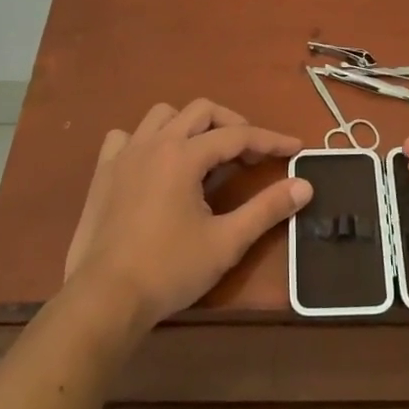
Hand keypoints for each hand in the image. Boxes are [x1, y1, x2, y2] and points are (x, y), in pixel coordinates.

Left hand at [63, 99, 310, 331]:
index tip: (295, 147)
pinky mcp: (103, 172)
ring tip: (205, 153)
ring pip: (163, 116)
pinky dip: (147, 140)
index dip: (270, 140)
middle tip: (251, 154)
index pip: (237, 135)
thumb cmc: (169, 269)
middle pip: (202, 111)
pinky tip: (155, 164)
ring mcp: (124, 154)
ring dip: (190, 125)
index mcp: (184, 155)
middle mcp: (154, 143)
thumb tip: (305, 186)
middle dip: (233, 125)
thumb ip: (267, 209)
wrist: (105, 298)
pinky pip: (126, 137)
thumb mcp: (227, 242)